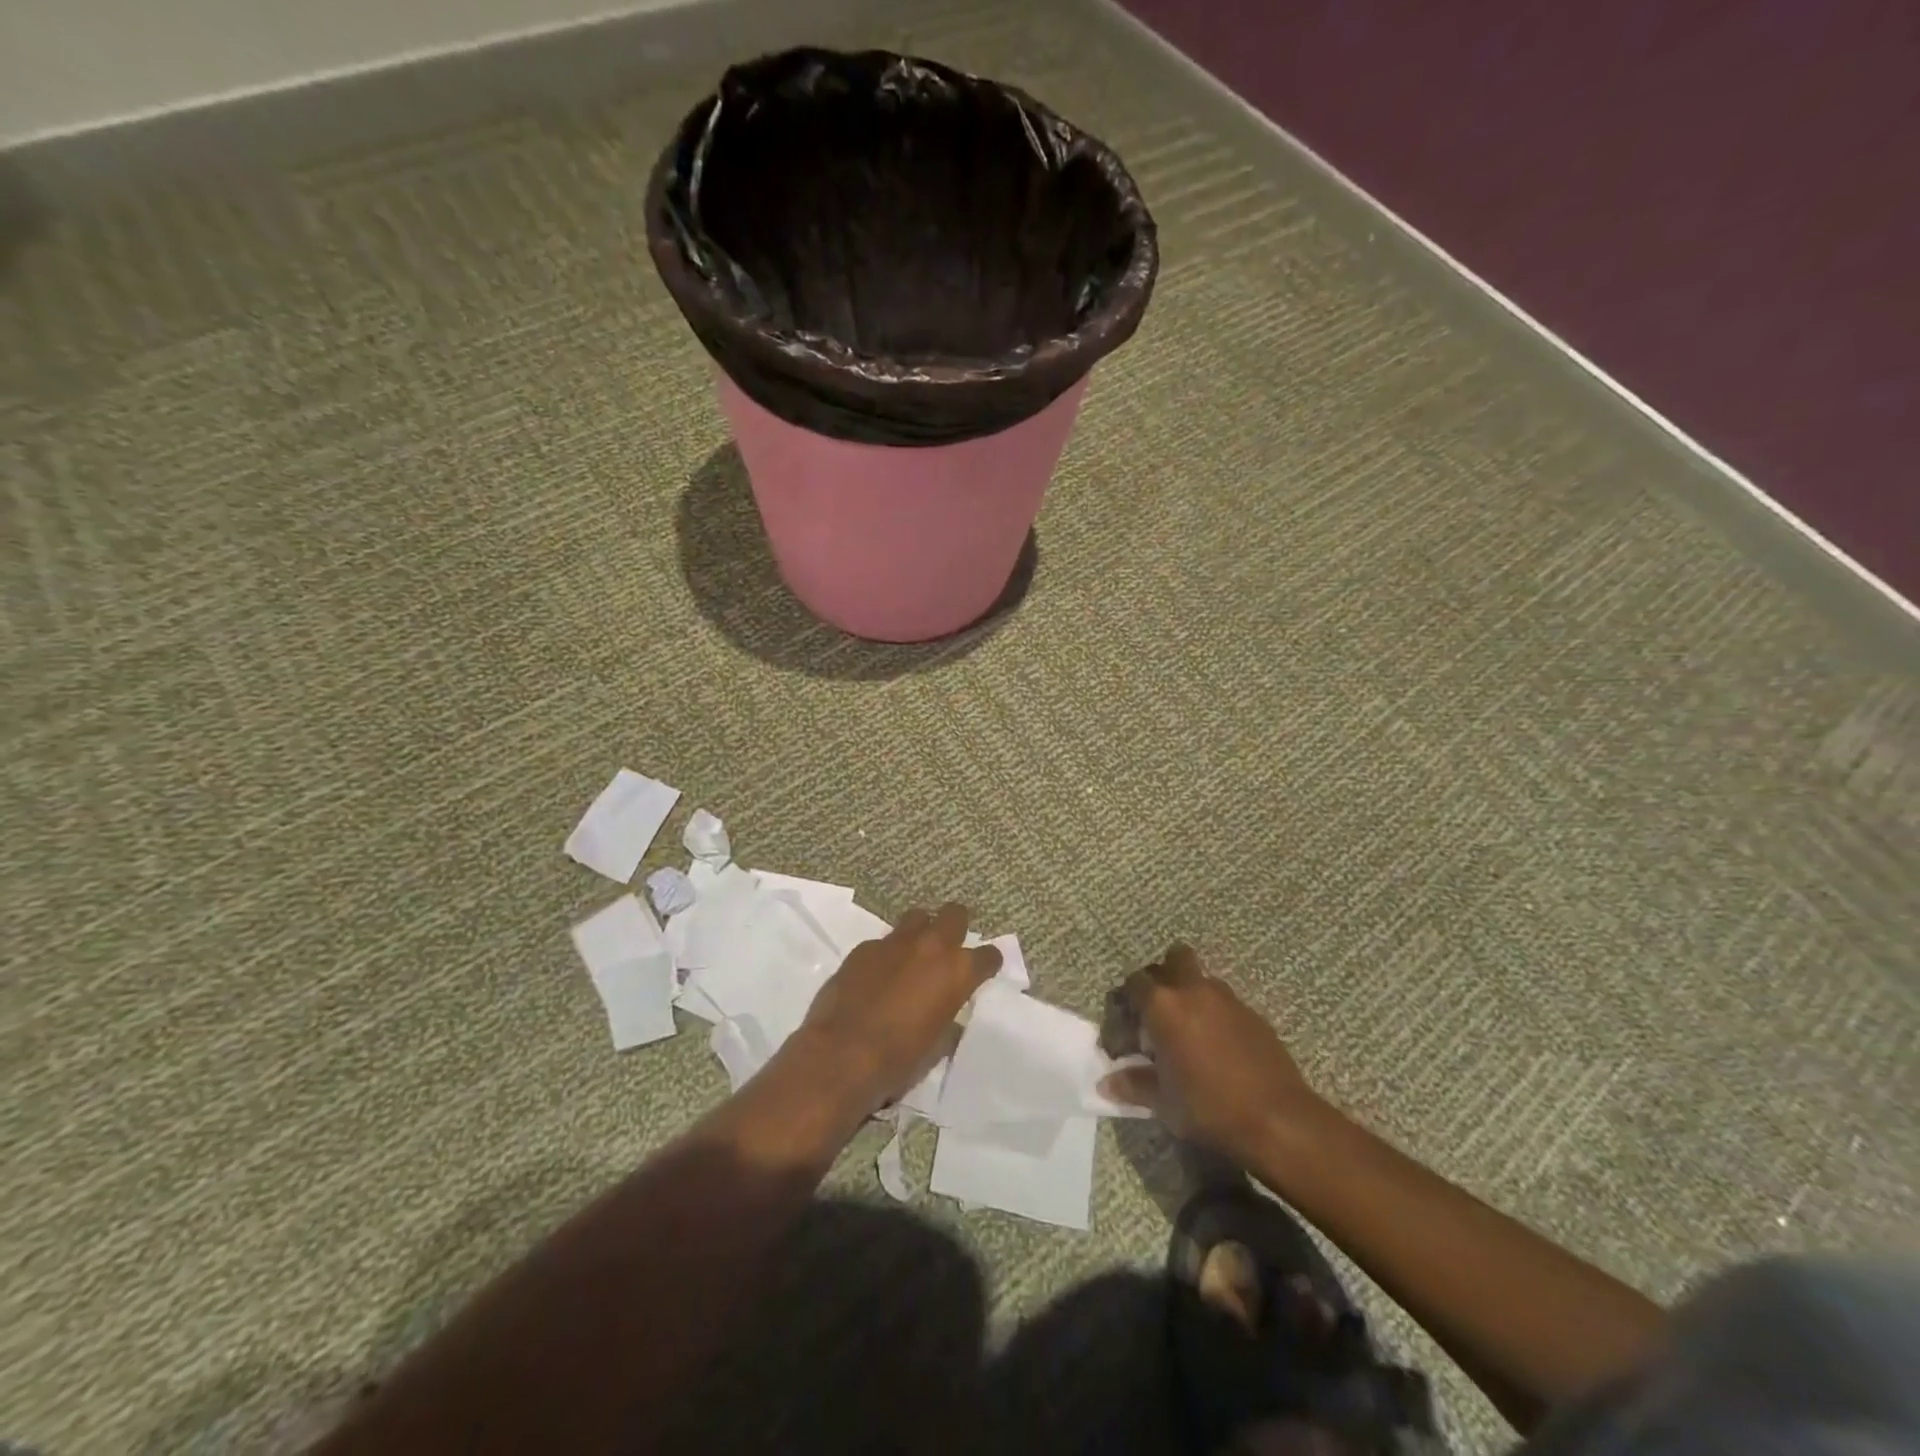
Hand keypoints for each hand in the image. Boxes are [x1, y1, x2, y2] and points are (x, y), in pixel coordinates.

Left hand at [797, 902, 1001, 1112]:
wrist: (841, 1055)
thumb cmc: (898, 1059)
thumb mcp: (937, 1045)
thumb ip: (948, 1017)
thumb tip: (947, 1013)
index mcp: (957, 972)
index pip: (988, 955)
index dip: (987, 964)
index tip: (983, 971)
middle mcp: (931, 946)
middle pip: (954, 914)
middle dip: (956, 927)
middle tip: (949, 947)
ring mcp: (894, 942)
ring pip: (917, 917)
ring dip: (921, 931)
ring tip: (914, 954)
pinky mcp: (863, 948)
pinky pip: (883, 942)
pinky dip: (887, 954)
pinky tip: (877, 975)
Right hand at [1100, 944, 1322, 1163]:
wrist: (1278, 1120)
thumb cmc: (1209, 1107)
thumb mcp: (1163, 1102)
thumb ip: (1134, 1085)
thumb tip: (1107, 1084)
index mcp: (1163, 1005)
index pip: (1133, 983)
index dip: (1125, 1003)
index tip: (1127, 1030)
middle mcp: (1193, 990)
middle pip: (1173, 959)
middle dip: (1162, 978)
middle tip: (1157, 1013)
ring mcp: (1227, 999)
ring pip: (1201, 978)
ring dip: (1190, 992)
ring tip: (1188, 1029)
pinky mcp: (1253, 1014)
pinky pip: (1225, 1001)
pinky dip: (1215, 1012)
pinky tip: (1217, 1045)